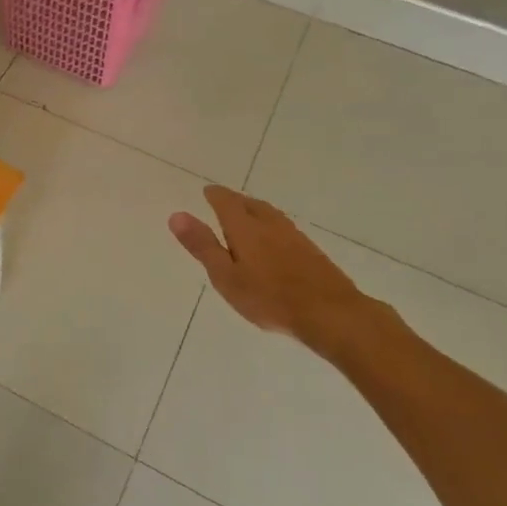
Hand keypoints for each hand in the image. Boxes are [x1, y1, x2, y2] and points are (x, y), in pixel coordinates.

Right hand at [169, 187, 381, 359]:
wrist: (330, 313)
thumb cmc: (270, 298)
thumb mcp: (225, 276)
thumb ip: (202, 245)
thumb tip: (176, 215)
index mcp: (245, 227)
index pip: (226, 201)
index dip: (215, 195)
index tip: (208, 192)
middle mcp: (270, 224)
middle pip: (249, 204)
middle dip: (235, 200)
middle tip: (224, 201)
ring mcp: (294, 236)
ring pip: (269, 214)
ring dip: (255, 210)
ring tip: (247, 215)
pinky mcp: (311, 251)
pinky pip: (284, 228)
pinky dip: (271, 225)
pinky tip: (274, 239)